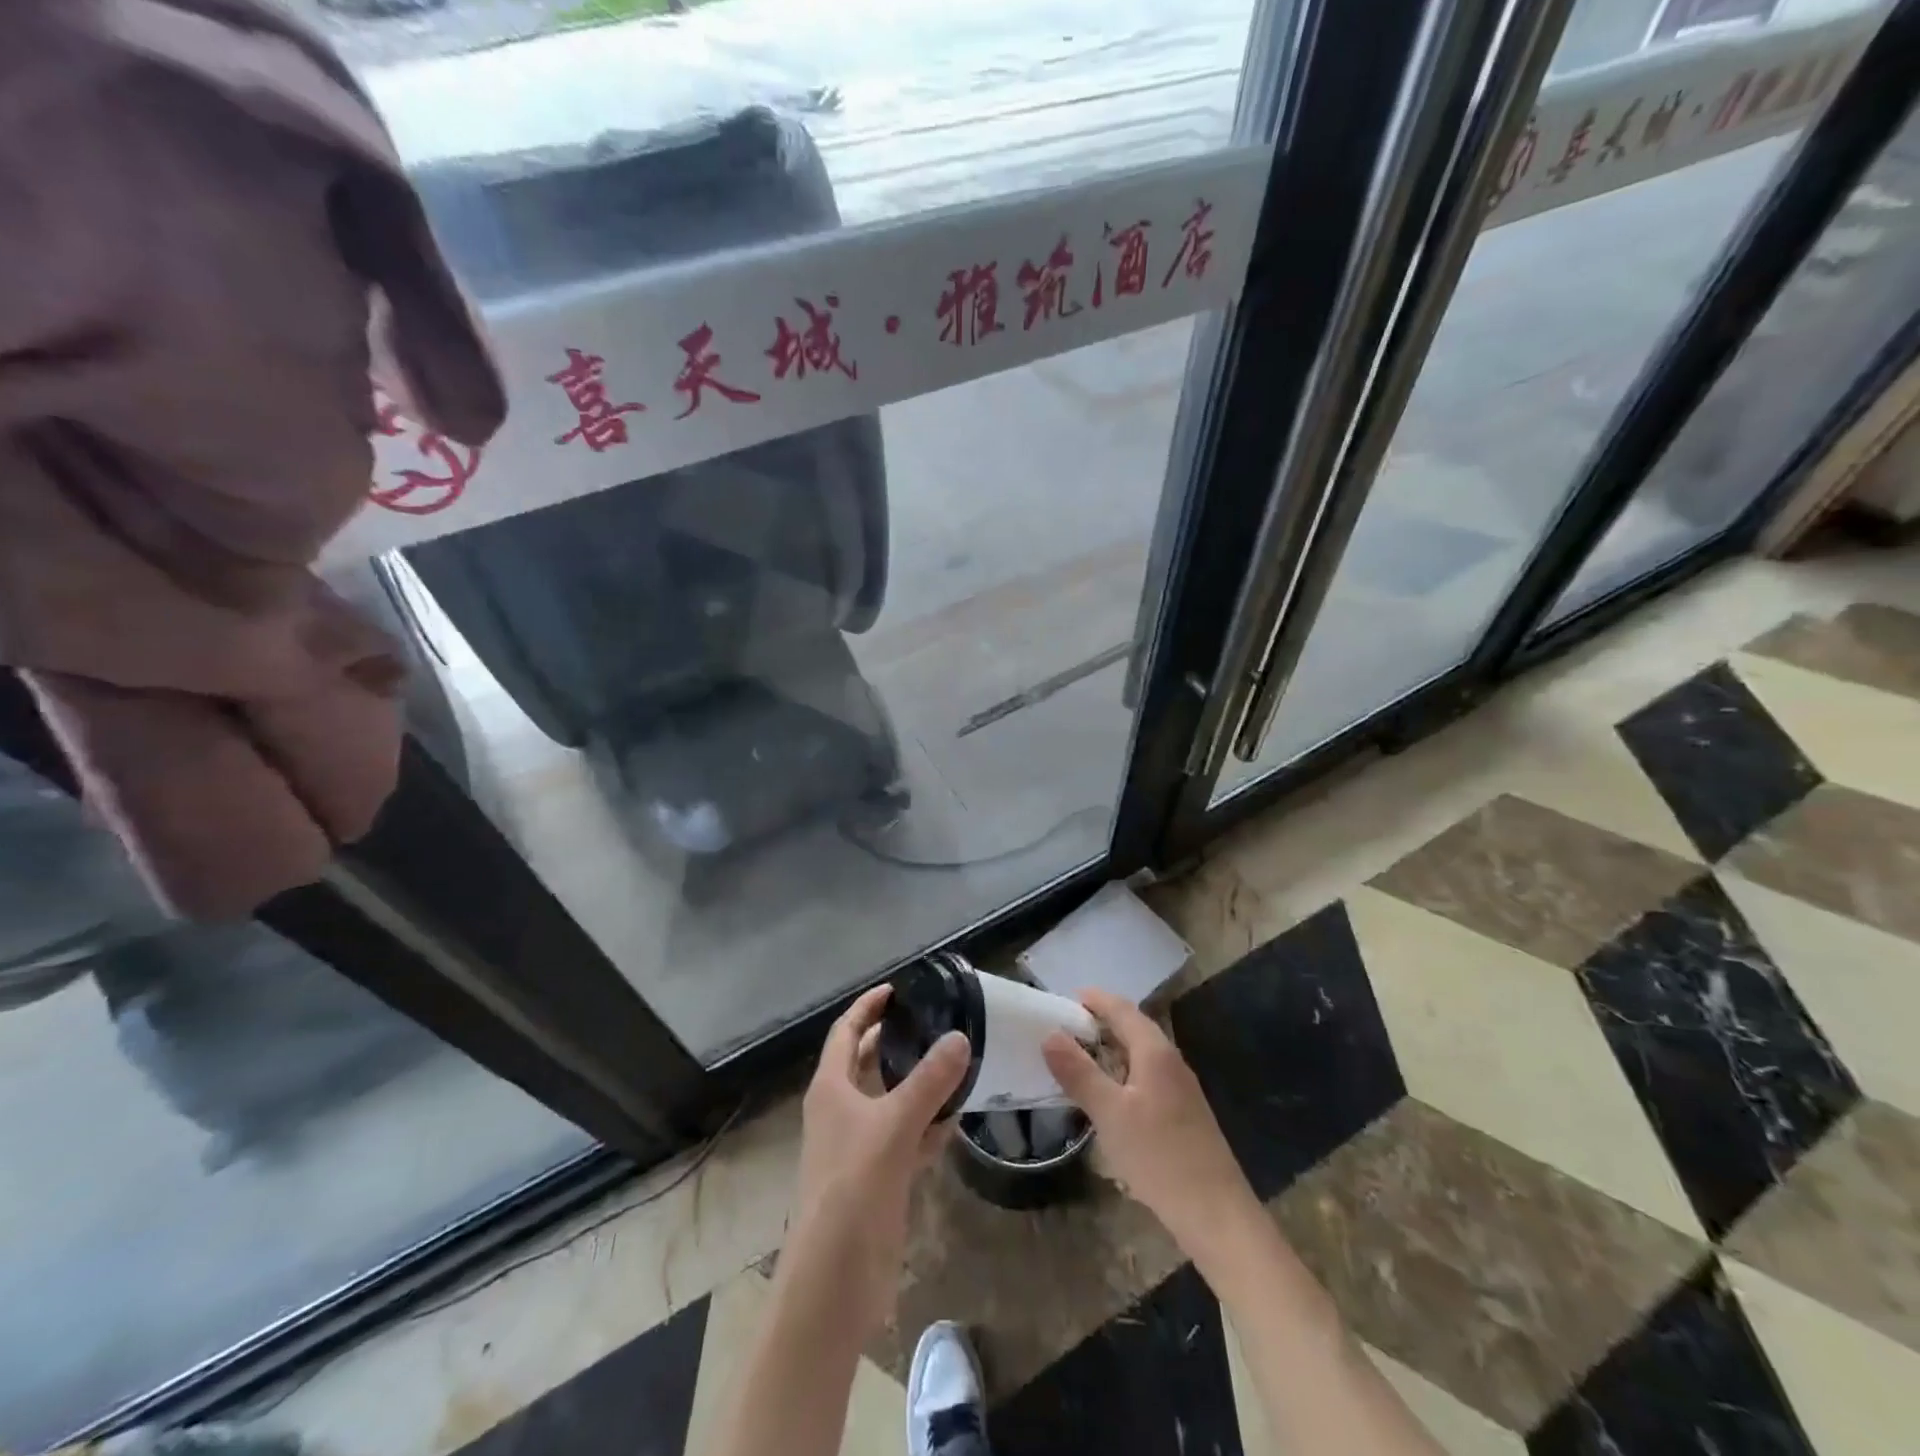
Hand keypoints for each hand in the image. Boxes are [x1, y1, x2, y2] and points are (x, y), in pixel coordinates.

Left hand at [788, 985, 970, 1335]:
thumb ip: (929, 1082)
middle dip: (899, 1040)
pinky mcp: (880, 1176)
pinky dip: (929, 1123)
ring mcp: (860, 1144)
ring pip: (892, 1099)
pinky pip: (908, 1136)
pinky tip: (958, 1115)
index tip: (899, 989)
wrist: (834, 1280)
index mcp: (831, 1088)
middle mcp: (842, 1110)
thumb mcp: (893, 1127)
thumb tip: (960, 1036)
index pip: (846, 1032)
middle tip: (938, 1020)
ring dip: (919, 1082)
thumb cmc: (852, 1189)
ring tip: (957, 1059)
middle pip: (869, 1062)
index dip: (868, 1007)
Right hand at [1042, 988, 1254, 1248]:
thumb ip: (1079, 1072)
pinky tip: (1107, 1095)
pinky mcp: (1183, 1113)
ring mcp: (1180, 1088)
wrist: (1216, 1215)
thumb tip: (1050, 1034)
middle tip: (1063, 1029)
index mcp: (1155, 1051)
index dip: (1094, 999)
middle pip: (1133, 1027)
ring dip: (1110, 1049)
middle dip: (1100, 1022)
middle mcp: (1171, 1060)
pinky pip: (1146, 1076)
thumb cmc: (1159, 1157)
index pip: (1121, 1009)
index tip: (1064, 999)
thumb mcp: (1109, 1114)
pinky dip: (1122, 1073)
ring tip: (1078, 1058)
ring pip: (1140, 1054)